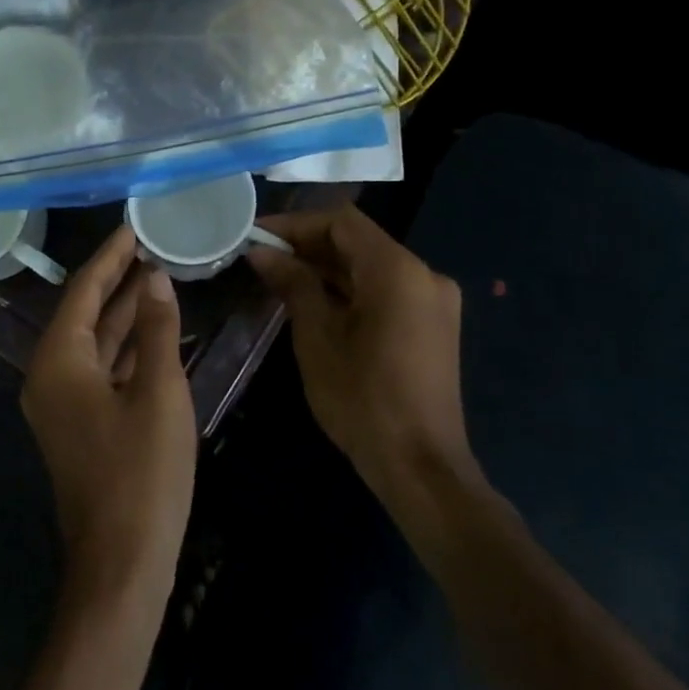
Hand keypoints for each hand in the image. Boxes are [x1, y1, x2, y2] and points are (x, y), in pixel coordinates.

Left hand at [22, 226, 195, 606]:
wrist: (122, 563)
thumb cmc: (141, 474)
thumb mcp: (159, 393)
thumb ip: (156, 331)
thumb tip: (155, 280)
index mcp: (58, 361)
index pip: (83, 291)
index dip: (109, 257)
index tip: (133, 227)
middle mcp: (50, 376)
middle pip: (86, 314)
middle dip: (119, 281)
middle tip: (152, 246)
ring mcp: (64, 404)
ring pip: (96, 344)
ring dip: (126, 314)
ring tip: (159, 278)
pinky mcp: (81, 425)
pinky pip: (102, 372)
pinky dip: (128, 350)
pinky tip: (157, 333)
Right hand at [248, 206, 478, 502]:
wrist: (420, 467)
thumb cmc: (362, 399)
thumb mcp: (317, 337)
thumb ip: (293, 283)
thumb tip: (261, 252)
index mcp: (398, 271)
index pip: (341, 222)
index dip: (295, 224)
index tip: (256, 237)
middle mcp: (424, 275)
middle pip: (358, 241)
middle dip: (308, 246)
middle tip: (261, 259)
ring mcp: (433, 301)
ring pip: (370, 266)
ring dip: (326, 267)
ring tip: (278, 278)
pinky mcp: (432, 324)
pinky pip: (384, 290)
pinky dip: (349, 289)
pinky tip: (313, 301)